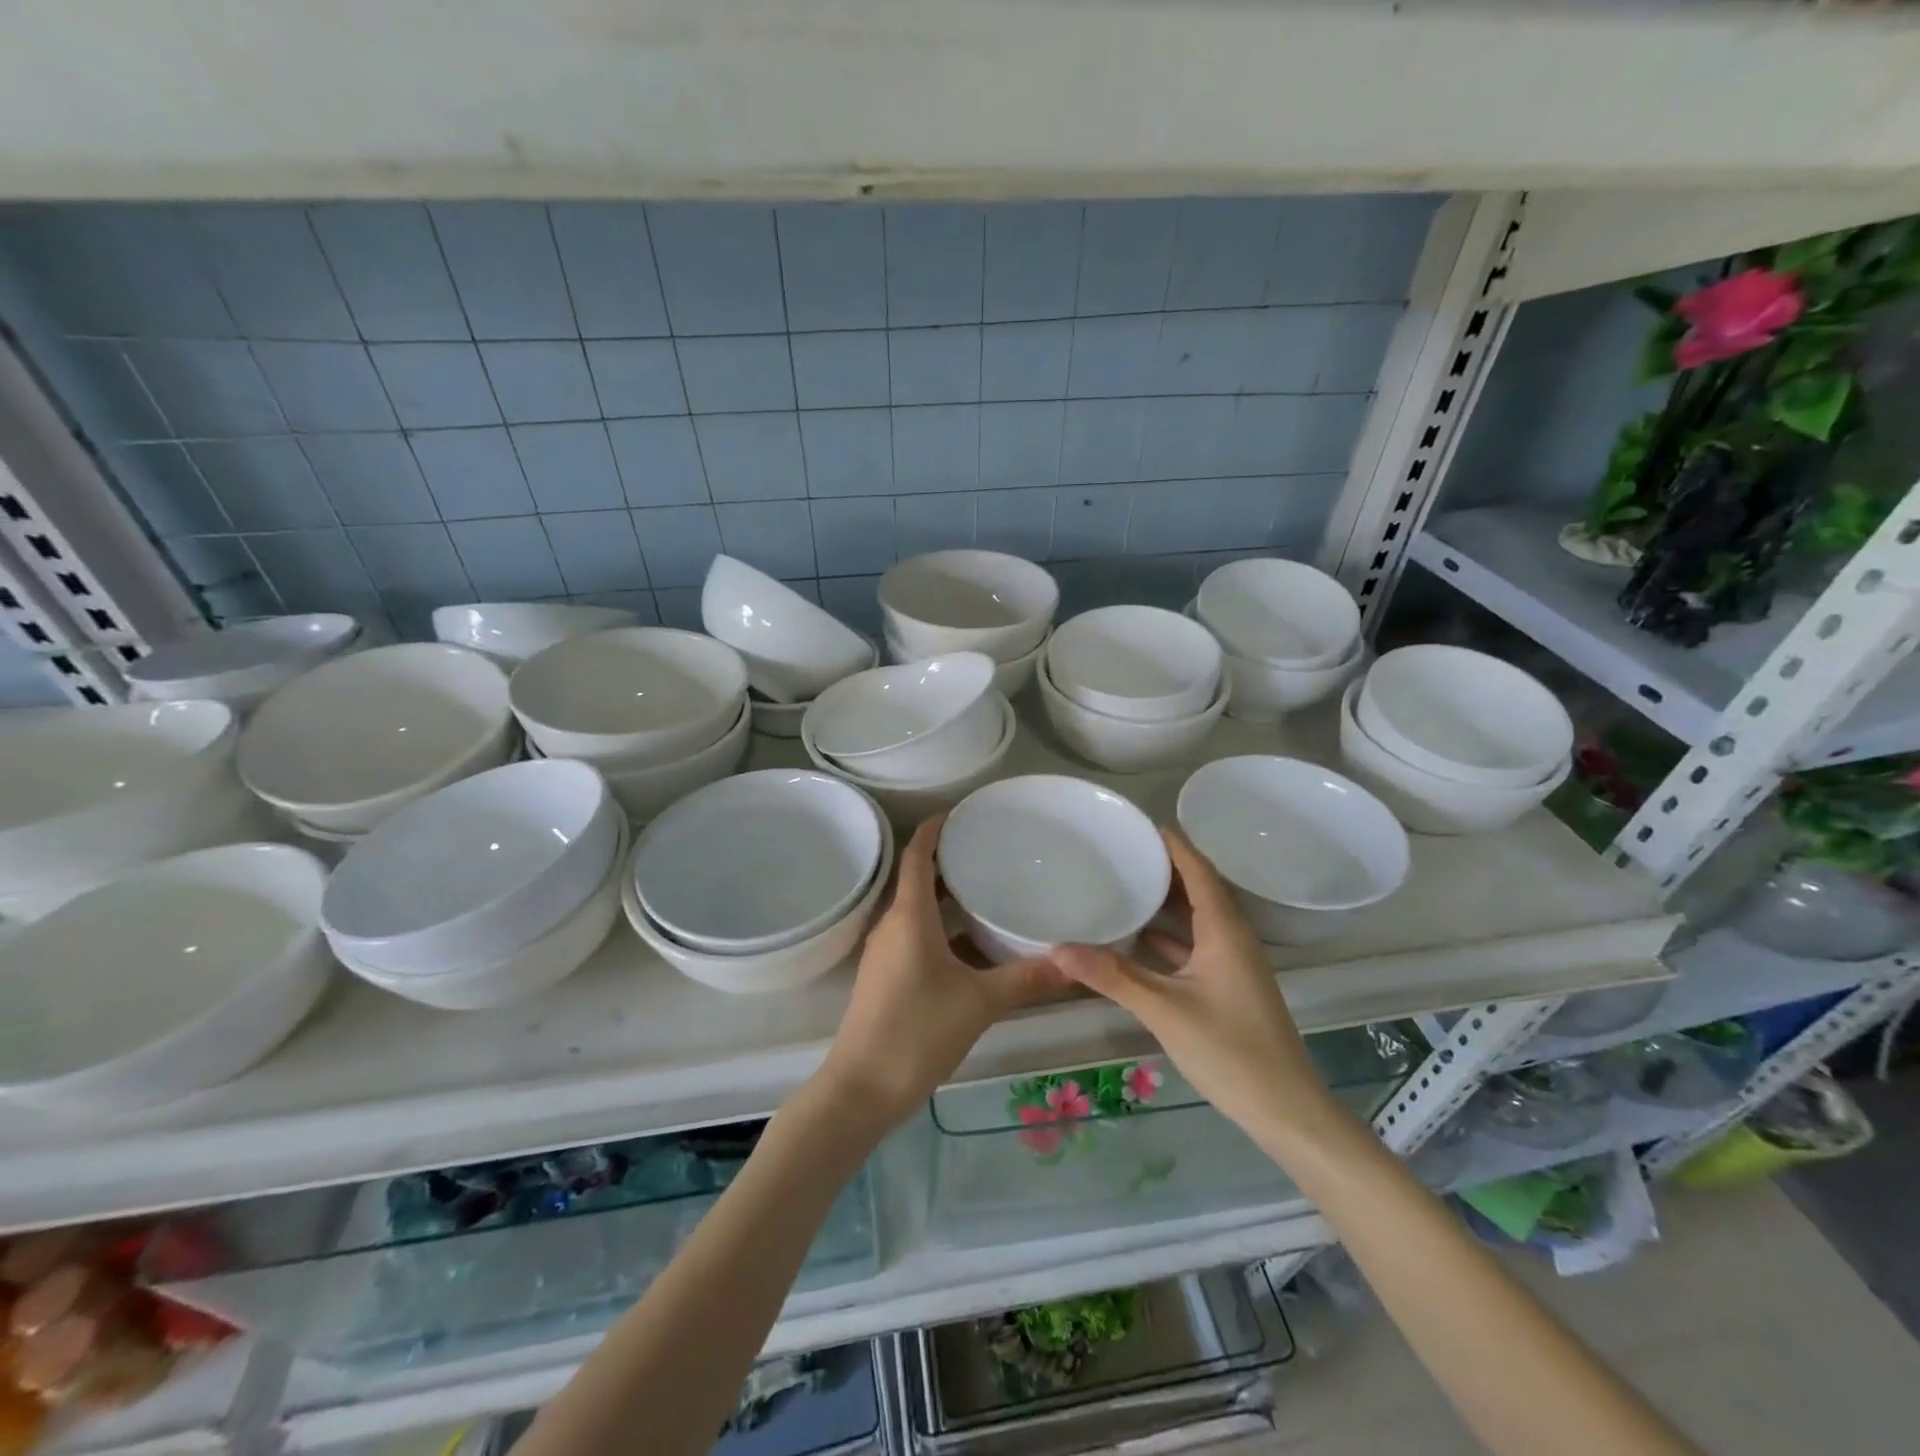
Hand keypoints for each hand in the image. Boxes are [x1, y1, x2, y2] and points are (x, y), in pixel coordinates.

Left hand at [818, 815, 1069, 1131]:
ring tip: (989, 890)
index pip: (918, 854)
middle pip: (919, 879)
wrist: (861, 1089)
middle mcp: (892, 925)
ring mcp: (886, 953)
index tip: (962, 811)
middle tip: (990, 850)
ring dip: (948, 897)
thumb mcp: (978, 1003)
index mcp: (909, 916)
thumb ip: (1026, 979)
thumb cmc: (916, 1032)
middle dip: (950, 861)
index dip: (935, 828)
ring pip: (918, 910)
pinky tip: (974, 945)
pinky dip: (943, 928)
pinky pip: (916, 936)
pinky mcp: (887, 977)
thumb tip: (1072, 962)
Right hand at [1049, 830, 1342, 1149]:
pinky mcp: (1227, 985)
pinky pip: (1194, 943)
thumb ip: (1113, 976)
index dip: (1171, 843)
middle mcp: (1231, 936)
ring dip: (1165, 900)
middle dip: (1163, 866)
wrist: (1284, 1109)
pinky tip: (1138, 938)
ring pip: (1195, 916)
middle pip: (1197, 887)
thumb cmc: (1230, 1050)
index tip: (1137, 823)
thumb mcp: (1164, 1009)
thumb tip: (1058, 947)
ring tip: (1124, 884)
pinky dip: (1167, 934)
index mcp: (1224, 928)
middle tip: (1120, 850)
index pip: (1197, 869)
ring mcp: (1232, 963)